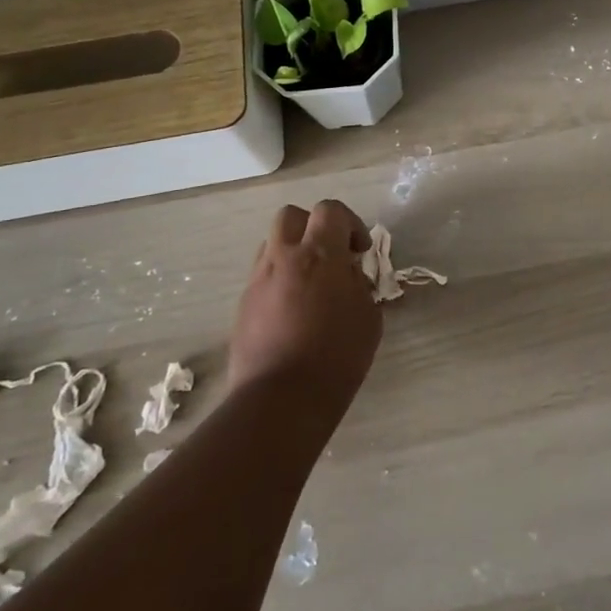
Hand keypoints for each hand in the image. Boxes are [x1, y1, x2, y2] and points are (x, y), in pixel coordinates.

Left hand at [230, 201, 381, 413]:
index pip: (330, 210)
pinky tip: (293, 312)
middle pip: (292, 215)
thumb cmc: (337, 356)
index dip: (350, 223)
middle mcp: (284, 258)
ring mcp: (258, 281)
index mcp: (320, 255)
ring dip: (293, 253)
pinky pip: (263, 277)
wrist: (281, 399)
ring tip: (310, 284)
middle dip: (313, 227)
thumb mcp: (368, 317)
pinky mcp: (243, 305)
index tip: (360, 251)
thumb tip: (348, 275)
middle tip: (330, 256)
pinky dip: (280, 281)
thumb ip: (359, 285)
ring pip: (273, 245)